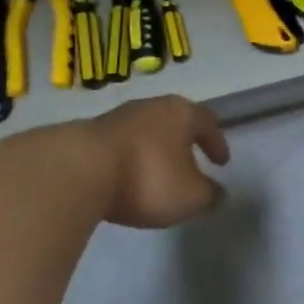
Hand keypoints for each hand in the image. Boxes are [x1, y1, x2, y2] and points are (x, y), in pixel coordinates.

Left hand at [89, 95, 229, 228]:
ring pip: (149, 128)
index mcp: (181, 113)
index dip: (217, 142)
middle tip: (193, 159)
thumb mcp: (189, 197)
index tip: (221, 162)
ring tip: (160, 170)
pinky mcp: (95, 131)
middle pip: (176, 119)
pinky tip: (130, 173)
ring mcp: (121, 115)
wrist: (82, 169)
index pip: (207, 122)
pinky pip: (125, 141)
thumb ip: (209, 195)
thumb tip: (219, 193)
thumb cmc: (148, 177)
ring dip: (158, 146)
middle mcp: (153, 106)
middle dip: (186, 139)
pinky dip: (134, 154)